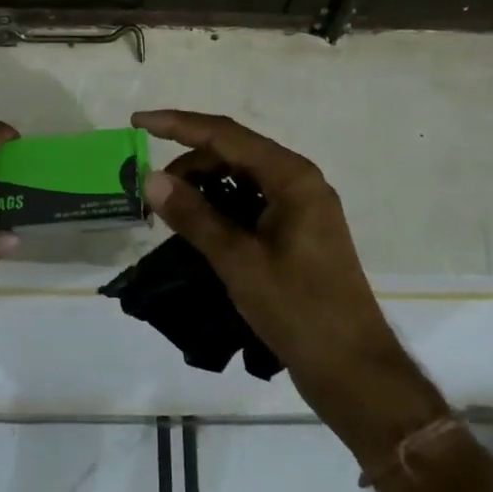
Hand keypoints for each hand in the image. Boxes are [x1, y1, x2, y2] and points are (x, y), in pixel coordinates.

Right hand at [132, 110, 444, 461]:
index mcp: (291, 176)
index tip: (139, 121)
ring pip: (241, 177)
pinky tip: (198, 225)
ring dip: (204, 185)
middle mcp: (299, 181)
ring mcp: (300, 206)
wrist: (353, 370)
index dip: (178, 124)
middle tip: (152, 191)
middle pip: (233, 152)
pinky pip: (251, 201)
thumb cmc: (299, 310)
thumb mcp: (239, 261)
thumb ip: (195, 216)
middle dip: (189, 163)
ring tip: (170, 211)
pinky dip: (221, 205)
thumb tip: (151, 179)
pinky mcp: (297, 231)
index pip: (225, 134)